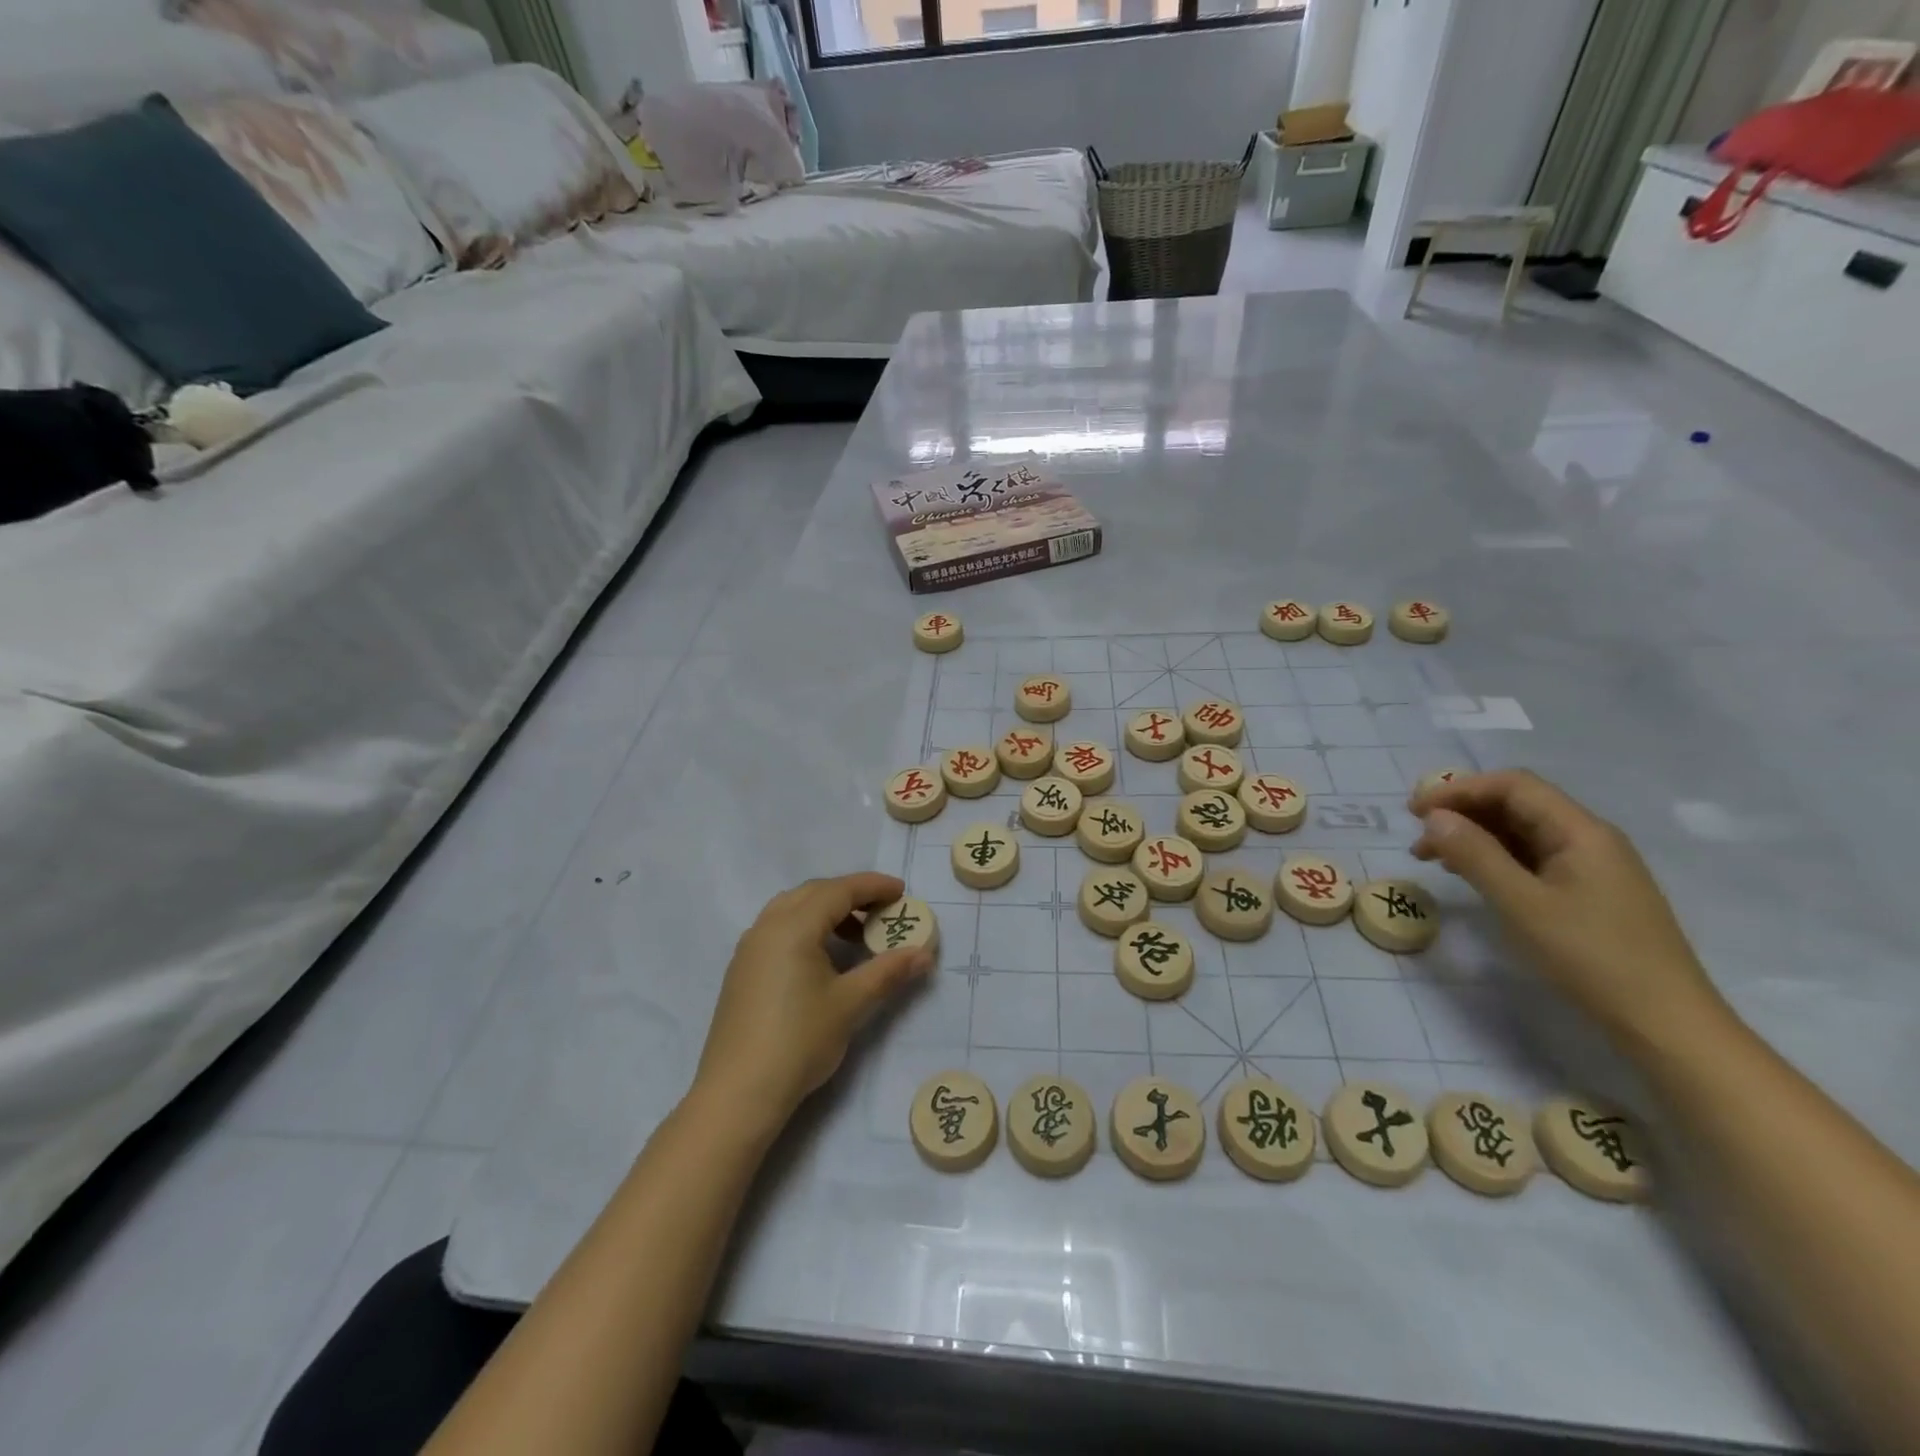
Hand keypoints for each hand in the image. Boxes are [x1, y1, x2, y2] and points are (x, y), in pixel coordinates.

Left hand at [693, 872, 933, 1133]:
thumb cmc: (799, 1041)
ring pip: (792, 909)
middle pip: (814, 893)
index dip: (873, 886)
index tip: (902, 891)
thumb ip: (888, 972)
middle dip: (851, 895)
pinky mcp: (742, 970)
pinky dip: (806, 928)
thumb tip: (924, 953)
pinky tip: (823, 959)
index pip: (839, 891)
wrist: (738, 1093)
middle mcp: (767, 926)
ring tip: (856, 936)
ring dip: (827, 911)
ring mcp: (750, 948)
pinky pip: (778, 929)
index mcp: (793, 926)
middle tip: (883, 910)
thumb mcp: (850, 1004)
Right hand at [1409, 770, 1725, 1047]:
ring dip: (1474, 836)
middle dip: (1463, 812)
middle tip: (1418, 837)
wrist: (1666, 1024)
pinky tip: (1472, 876)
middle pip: (1518, 805)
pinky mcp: (1588, 894)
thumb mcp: (1522, 904)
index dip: (1459, 790)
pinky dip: (1494, 858)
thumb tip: (1434, 818)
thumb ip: (1476, 855)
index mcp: (1581, 832)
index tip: (1414, 812)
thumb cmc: (1592, 957)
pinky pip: (1532, 859)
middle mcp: (1589, 839)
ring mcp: (1592, 867)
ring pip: (1522, 833)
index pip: (1513, 786)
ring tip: (1433, 858)